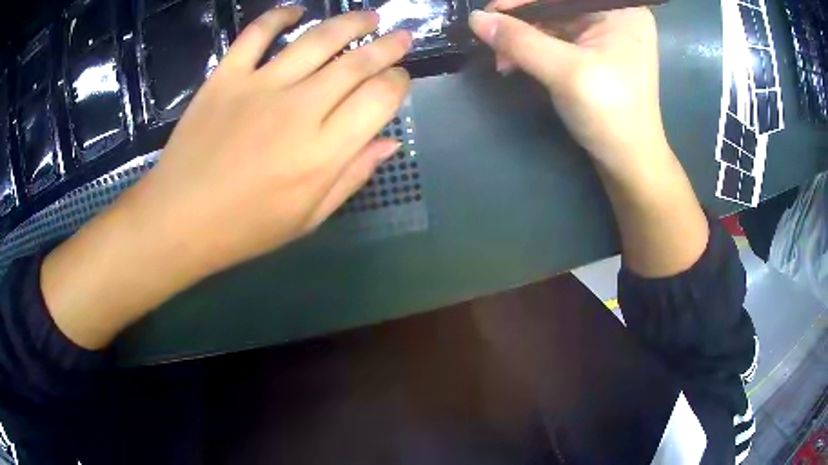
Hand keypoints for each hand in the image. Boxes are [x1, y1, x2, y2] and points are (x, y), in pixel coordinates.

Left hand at [136, 7, 412, 274]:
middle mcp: (298, 109)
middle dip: (388, 47)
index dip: (399, 82)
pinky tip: (295, 12)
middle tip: (401, 37)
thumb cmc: (245, 228)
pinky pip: (257, 33)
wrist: (178, 220)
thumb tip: (390, 141)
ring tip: (368, 17)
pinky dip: (278, 16)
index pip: (379, 98)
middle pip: (356, 62)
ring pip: (317, 39)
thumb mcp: (308, 218)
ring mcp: (259, 86)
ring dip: (350, 23)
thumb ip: (352, 176)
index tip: (401, 79)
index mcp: (323, 152)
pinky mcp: (226, 77)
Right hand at [468, 5, 666, 174]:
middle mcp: (614, 16)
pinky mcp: (596, 52)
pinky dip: (534, 49)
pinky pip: (557, 38)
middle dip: (522, 23)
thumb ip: (520, 40)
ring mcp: (606, 34)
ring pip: (552, 21)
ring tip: (503, 62)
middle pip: (556, 5)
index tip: (490, 15)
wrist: (629, 163)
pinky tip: (516, 62)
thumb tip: (475, 19)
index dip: (523, 1)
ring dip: (523, 39)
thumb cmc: (610, 115)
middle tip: (493, 44)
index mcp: (620, 11)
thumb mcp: (565, 72)